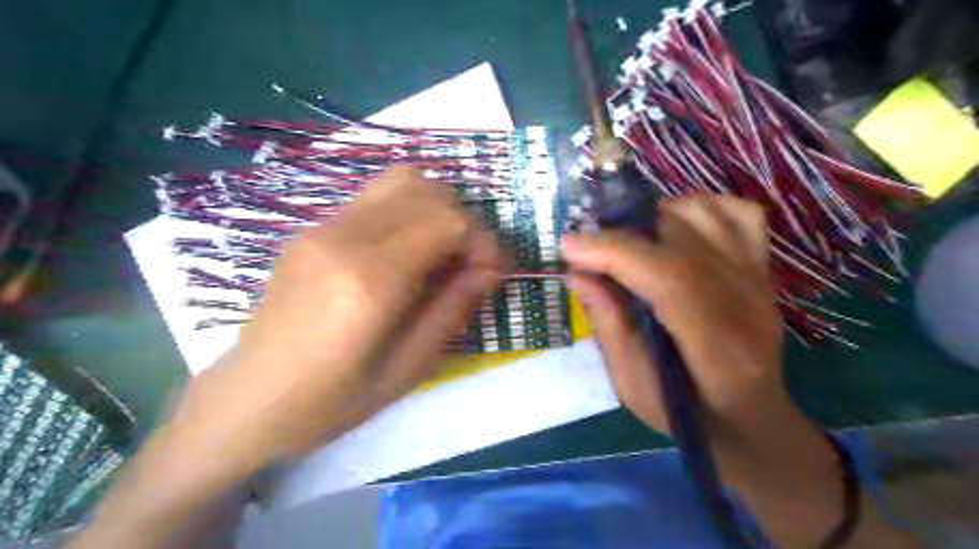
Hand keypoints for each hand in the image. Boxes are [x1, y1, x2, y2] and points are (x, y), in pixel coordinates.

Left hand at [172, 162, 499, 466]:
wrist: (248, 399)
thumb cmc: (331, 400)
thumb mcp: (408, 368)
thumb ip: (453, 309)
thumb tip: (489, 269)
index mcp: (370, 280)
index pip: (447, 221)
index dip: (483, 241)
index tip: (492, 273)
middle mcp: (344, 237)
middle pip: (428, 191)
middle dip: (464, 222)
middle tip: (469, 265)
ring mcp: (322, 226)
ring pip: (401, 180)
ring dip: (436, 209)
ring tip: (442, 252)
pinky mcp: (311, 228)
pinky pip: (376, 198)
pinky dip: (408, 211)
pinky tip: (406, 251)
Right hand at [559, 195, 782, 435]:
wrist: (753, 419)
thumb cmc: (688, 414)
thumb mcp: (632, 387)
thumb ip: (607, 327)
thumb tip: (578, 273)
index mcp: (716, 347)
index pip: (669, 277)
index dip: (614, 253)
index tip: (568, 246)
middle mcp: (747, 302)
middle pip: (684, 237)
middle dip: (622, 232)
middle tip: (590, 248)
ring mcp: (760, 278)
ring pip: (707, 214)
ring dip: (655, 216)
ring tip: (629, 241)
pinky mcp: (762, 267)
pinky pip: (739, 212)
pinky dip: (700, 208)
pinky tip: (674, 229)